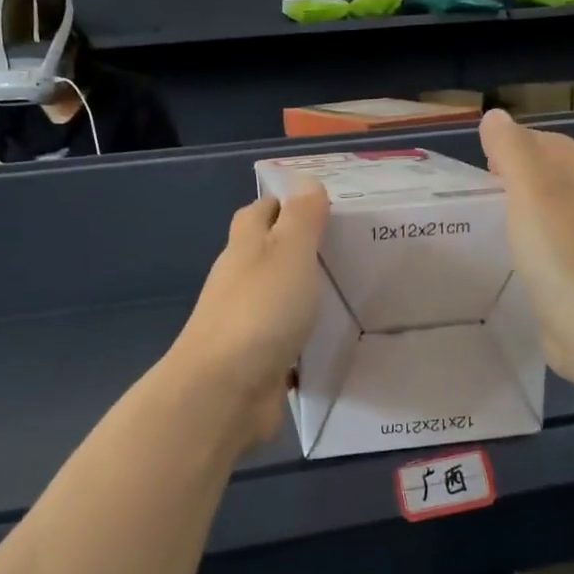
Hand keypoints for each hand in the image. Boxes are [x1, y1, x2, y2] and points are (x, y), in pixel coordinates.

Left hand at [170, 182, 329, 451]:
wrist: (224, 392)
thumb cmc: (259, 312)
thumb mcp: (288, 254)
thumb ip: (301, 219)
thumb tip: (305, 182)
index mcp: (245, 249)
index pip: (259, 212)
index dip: (284, 203)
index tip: (322, 203)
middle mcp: (240, 282)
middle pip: (267, 254)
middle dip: (299, 248)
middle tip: (348, 246)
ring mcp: (245, 323)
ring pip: (277, 297)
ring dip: (303, 292)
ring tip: (349, 288)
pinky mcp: (257, 360)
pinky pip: (284, 338)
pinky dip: (303, 333)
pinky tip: (332, 337)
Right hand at [479, 108, 573, 385]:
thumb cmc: (560, 253)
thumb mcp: (529, 192)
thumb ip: (511, 151)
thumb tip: (495, 117)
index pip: (551, 143)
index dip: (516, 142)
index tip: (481, 160)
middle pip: (553, 176)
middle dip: (517, 176)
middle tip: (478, 190)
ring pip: (552, 212)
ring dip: (522, 210)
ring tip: (488, 220)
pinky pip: (551, 246)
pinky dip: (529, 243)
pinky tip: (510, 257)